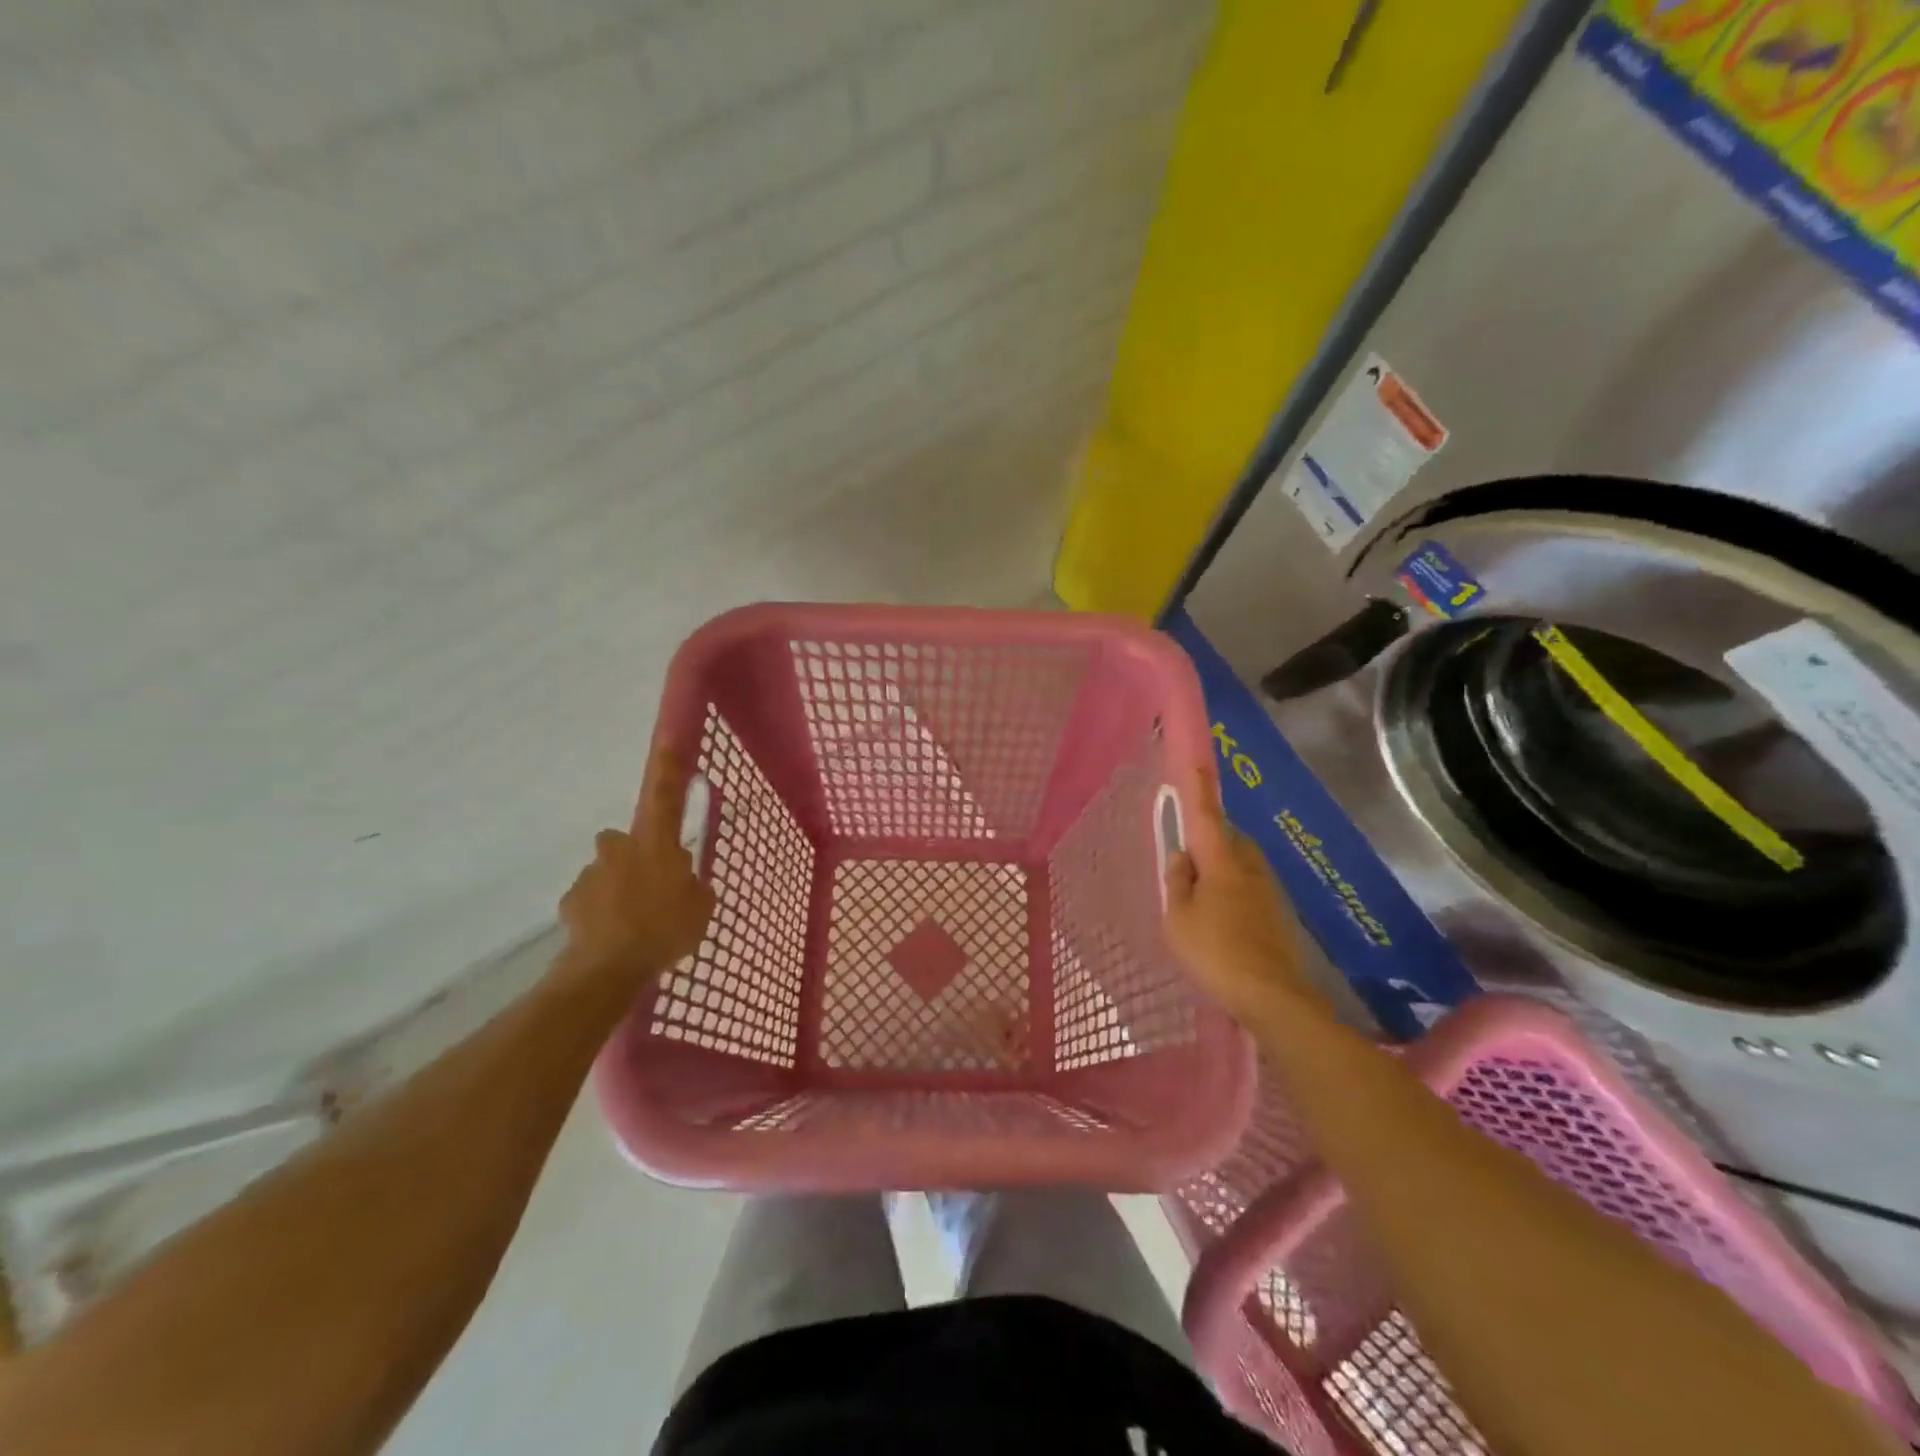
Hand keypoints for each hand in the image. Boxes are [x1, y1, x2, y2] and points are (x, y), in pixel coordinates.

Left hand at [558, 743, 715, 987]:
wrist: (608, 967)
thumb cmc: (665, 929)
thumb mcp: (701, 907)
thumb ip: (694, 886)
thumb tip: (685, 880)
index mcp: (656, 844)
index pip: (666, 796)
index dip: (669, 767)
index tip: (670, 738)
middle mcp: (619, 849)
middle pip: (625, 840)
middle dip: (634, 856)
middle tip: (652, 885)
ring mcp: (591, 874)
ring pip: (608, 871)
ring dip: (619, 887)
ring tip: (634, 923)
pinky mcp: (571, 901)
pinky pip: (591, 900)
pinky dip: (601, 913)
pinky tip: (613, 936)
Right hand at [1163, 766, 1311, 1025]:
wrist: (1272, 997)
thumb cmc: (1215, 953)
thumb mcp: (1178, 919)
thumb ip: (1177, 882)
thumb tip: (1182, 856)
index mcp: (1222, 863)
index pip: (1207, 817)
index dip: (1199, 790)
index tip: (1196, 763)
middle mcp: (1249, 869)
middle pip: (1229, 840)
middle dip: (1210, 838)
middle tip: (1188, 857)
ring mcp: (1268, 892)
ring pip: (1241, 865)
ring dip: (1222, 867)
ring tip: (1200, 895)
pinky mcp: (1278, 915)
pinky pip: (1249, 888)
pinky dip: (1233, 892)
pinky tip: (1221, 920)